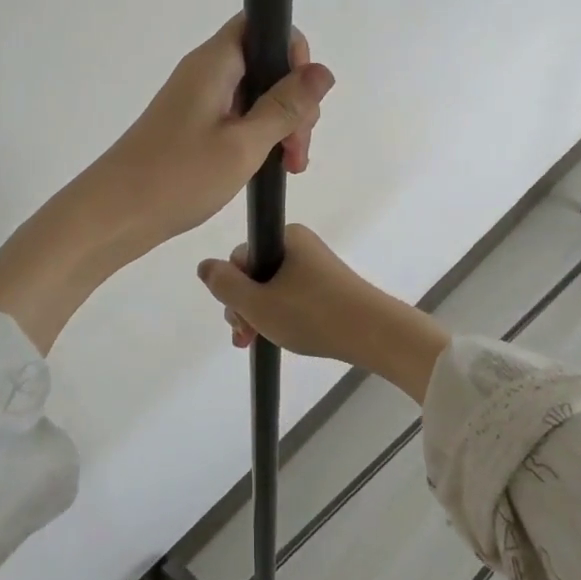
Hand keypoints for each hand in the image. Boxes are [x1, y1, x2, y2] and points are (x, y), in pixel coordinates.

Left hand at [0, 15, 333, 354]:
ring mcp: (197, 99)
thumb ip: (285, 106)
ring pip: (255, 93)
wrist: (113, 215)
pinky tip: (270, 165)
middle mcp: (205, 72)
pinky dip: (260, 135)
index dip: (292, 51)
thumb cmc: (177, 176)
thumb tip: (324, 71)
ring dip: (280, 122)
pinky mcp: (193, 125)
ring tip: (290, 165)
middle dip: (293, 98)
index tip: (304, 98)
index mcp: (215, 63)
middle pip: (265, 62)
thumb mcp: (243, 144)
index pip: (263, 25)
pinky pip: (238, 115)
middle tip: (299, 147)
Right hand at [197, 225, 449, 404]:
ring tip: (260, 342)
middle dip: (246, 306)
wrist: (375, 334)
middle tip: (247, 337)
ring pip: (274, 288)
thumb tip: (204, 266)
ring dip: (261, 314)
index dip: (233, 290)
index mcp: (286, 237)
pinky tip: (284, 337)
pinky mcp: (330, 286)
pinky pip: (294, 296)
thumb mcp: (258, 303)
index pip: (241, 257)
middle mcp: (301, 244)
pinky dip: (283, 315)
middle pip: (256, 273)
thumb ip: (225, 285)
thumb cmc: (313, 314)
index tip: (238, 320)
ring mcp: (317, 266)